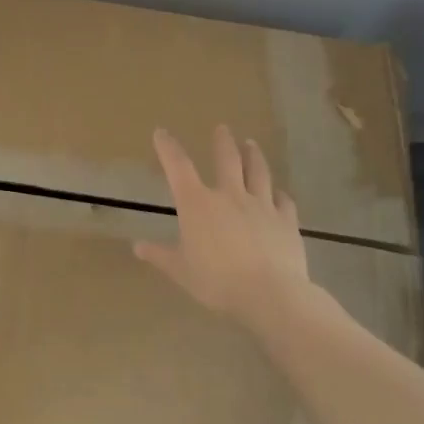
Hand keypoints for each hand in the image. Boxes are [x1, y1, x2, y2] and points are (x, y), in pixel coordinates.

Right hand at [136, 124, 331, 338]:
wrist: (271, 295)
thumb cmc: (217, 281)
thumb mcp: (181, 271)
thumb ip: (161, 256)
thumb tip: (137, 246)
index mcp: (197, 203)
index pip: (178, 166)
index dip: (168, 148)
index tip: (161, 132)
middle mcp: (229, 195)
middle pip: (227, 159)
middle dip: (223, 142)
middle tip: (222, 128)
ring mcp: (261, 206)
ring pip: (258, 173)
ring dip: (253, 156)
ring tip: (251, 144)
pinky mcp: (286, 221)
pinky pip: (284, 202)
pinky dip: (280, 195)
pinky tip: (280, 193)